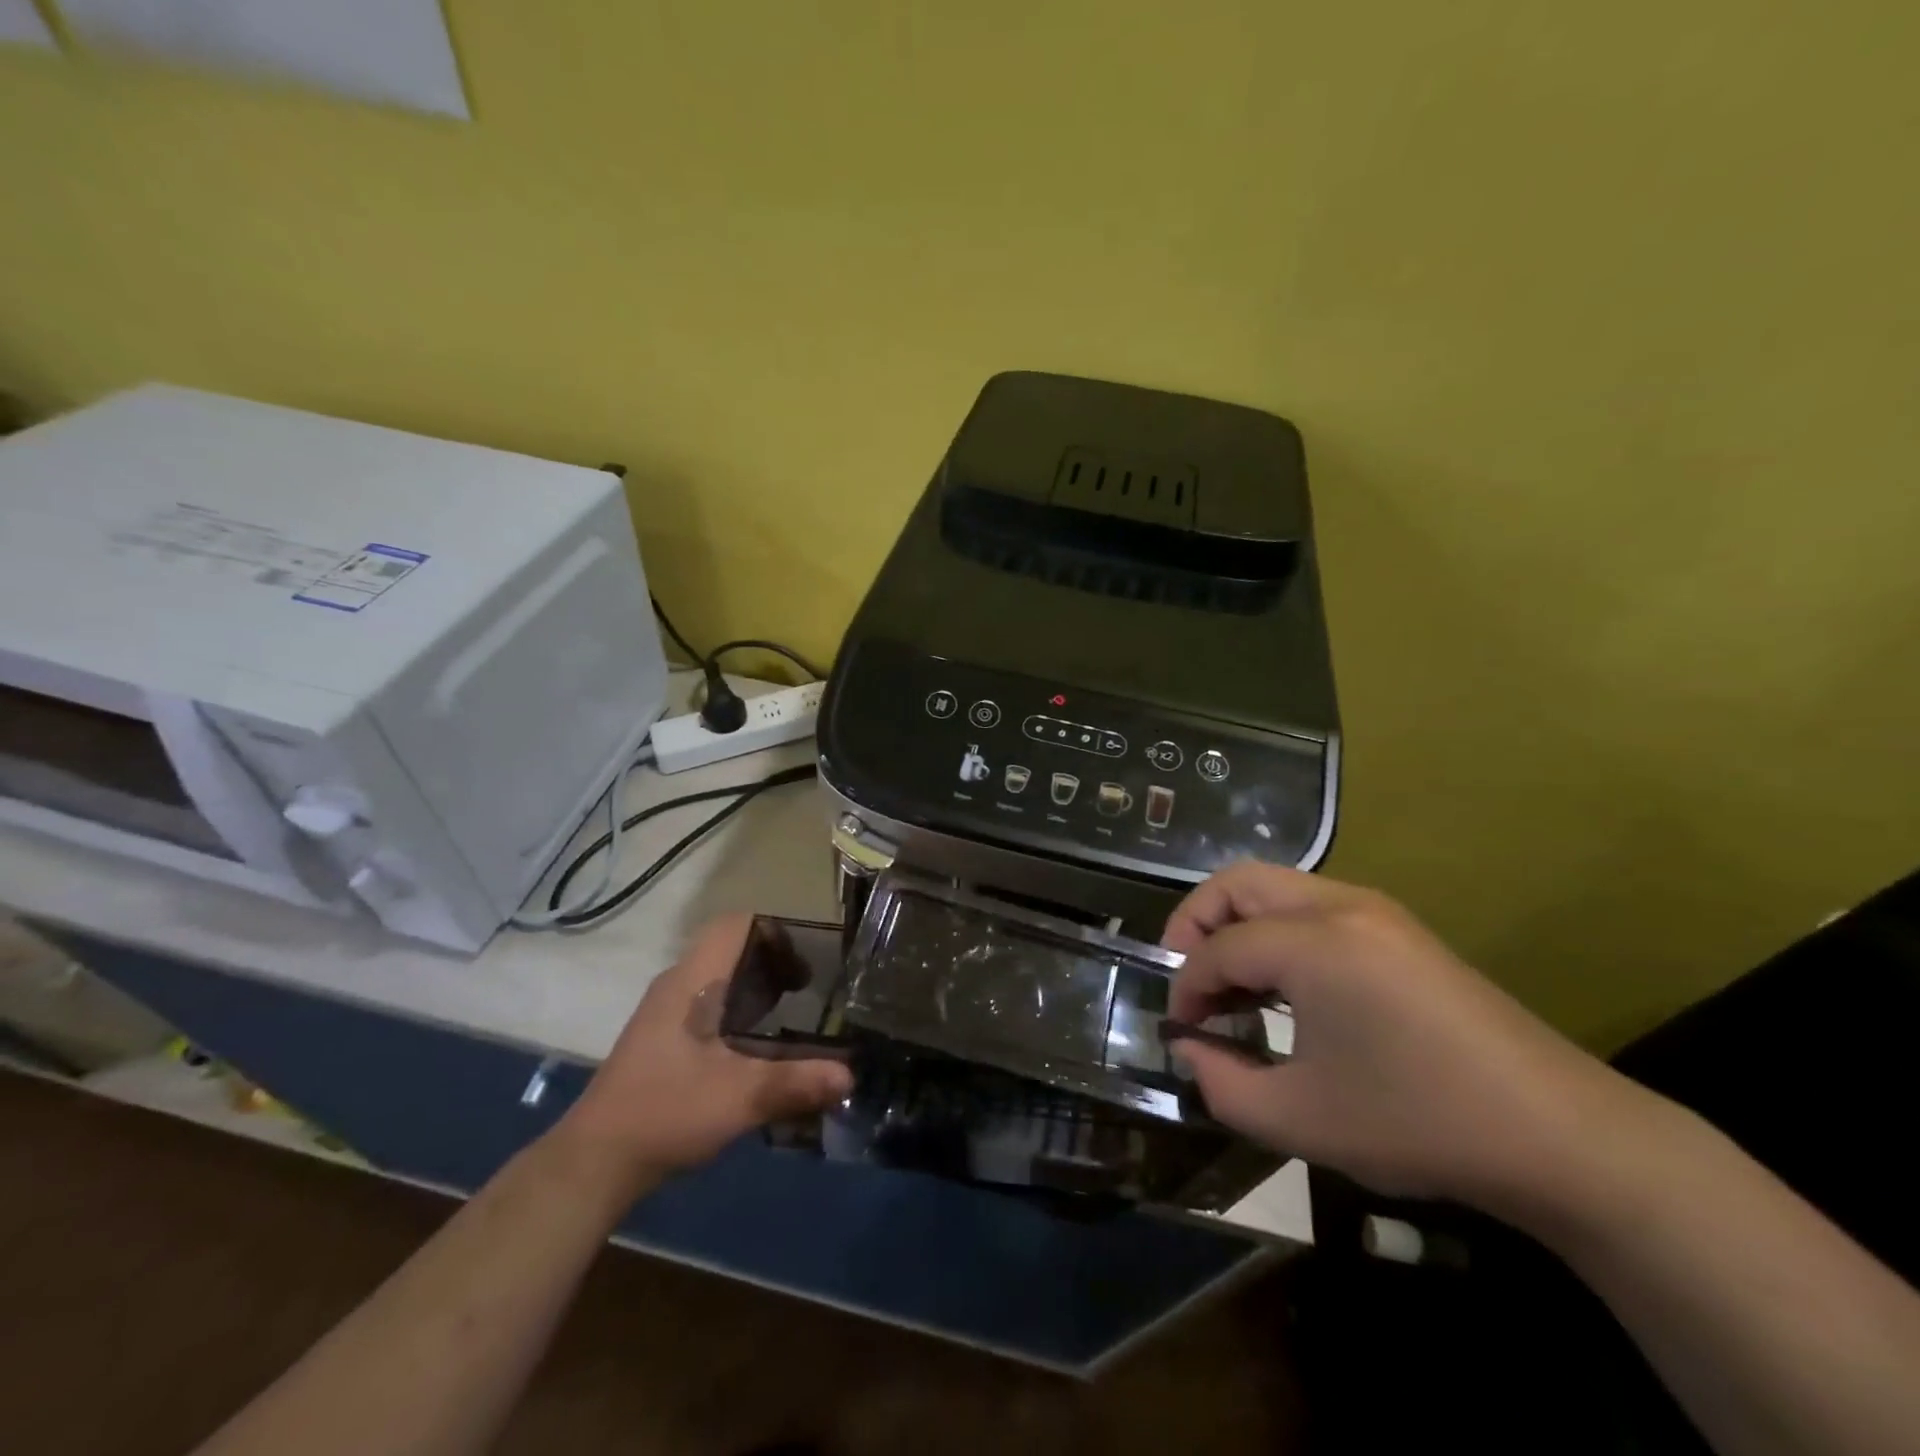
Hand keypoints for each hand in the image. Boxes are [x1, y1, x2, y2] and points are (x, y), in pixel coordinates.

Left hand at [557, 915, 852, 1184]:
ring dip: (758, 987)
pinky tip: (761, 1045)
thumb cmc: (665, 1112)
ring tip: (796, 1013)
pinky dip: (742, 1009)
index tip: (809, 960)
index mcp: (691, 982)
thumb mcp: (737, 1098)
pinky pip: (711, 1003)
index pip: (734, 925)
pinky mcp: (665, 1039)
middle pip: (732, 948)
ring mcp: (667, 1013)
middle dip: (775, 961)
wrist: (595, 1163)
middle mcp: (678, 986)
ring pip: (721, 977)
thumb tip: (849, 1076)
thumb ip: (794, 1083)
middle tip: (813, 989)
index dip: (775, 932)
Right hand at [1165, 862, 1634, 1218]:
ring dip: (1237, 925)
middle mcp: (1340, 906)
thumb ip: (1222, 1084)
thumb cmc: (1418, 1123)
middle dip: (1196, 924)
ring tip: (1231, 987)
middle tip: (1189, 980)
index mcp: (1314, 942)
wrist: (1560, 1136)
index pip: (1219, 947)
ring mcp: (1375, 911)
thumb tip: (1187, 1048)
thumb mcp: (1301, 1120)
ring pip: (1275, 887)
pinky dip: (1276, 931)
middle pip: (1237, 884)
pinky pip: (1311, 906)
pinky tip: (1284, 988)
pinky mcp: (1398, 929)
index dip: (1186, 986)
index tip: (1180, 1029)